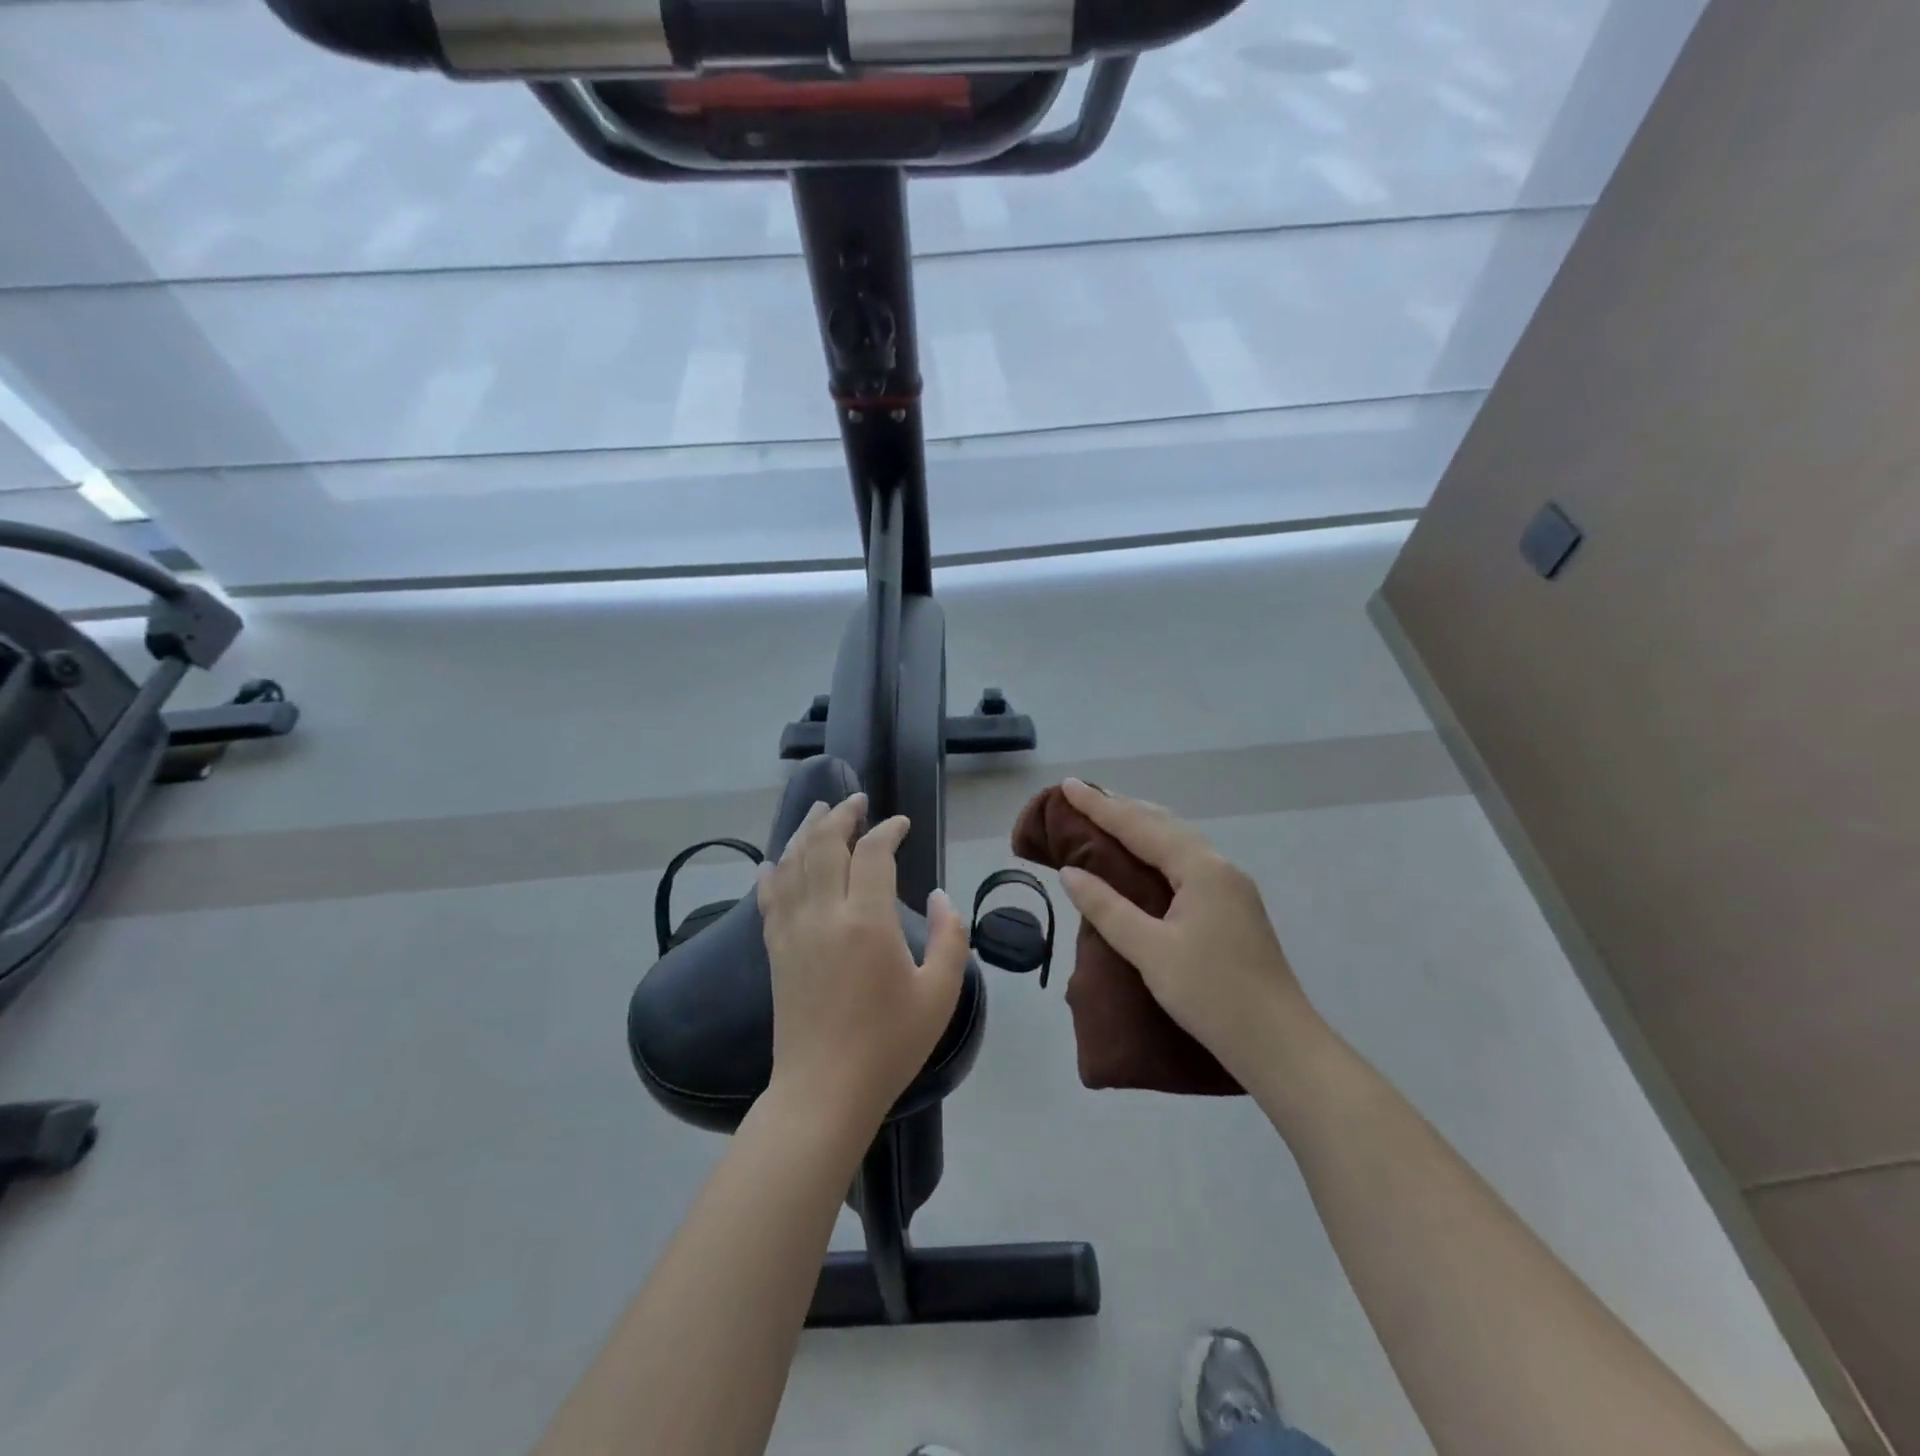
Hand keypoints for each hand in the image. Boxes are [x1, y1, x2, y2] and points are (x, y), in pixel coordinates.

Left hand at [758, 794, 969, 1129]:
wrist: (823, 1090)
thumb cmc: (889, 1044)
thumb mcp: (940, 993)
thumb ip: (951, 937)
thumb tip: (939, 895)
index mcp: (867, 921)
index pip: (873, 852)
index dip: (888, 829)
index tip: (902, 824)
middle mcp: (824, 914)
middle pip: (824, 843)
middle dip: (842, 815)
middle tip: (857, 800)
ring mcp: (792, 930)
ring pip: (792, 861)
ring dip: (806, 830)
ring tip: (820, 810)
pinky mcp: (775, 949)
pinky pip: (769, 895)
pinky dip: (773, 869)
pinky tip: (775, 859)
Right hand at [1054, 778, 1320, 1082]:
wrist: (1279, 1044)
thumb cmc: (1211, 995)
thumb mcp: (1151, 952)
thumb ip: (1108, 908)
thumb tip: (1071, 873)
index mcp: (1201, 869)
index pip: (1140, 826)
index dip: (1100, 807)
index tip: (1068, 786)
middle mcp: (1219, 867)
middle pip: (1163, 825)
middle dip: (1121, 809)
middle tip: (1082, 799)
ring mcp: (1231, 888)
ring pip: (1178, 842)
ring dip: (1141, 827)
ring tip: (1108, 819)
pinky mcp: (1233, 908)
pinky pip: (1186, 861)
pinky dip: (1157, 850)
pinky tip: (1146, 860)